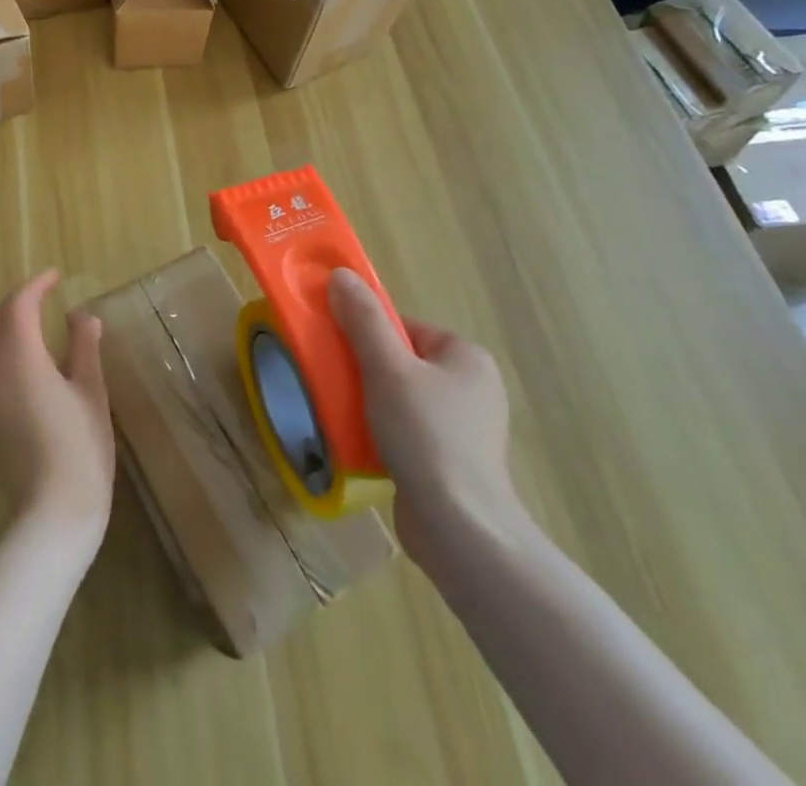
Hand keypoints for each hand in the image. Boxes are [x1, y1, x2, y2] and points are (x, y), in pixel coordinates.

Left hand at [0, 269, 115, 553]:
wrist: (52, 510)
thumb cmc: (80, 447)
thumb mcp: (91, 391)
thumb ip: (83, 347)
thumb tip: (82, 315)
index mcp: (20, 355)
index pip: (19, 303)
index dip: (36, 284)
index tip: (55, 276)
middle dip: (14, 299)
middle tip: (43, 298)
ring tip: (27, 321)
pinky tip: (16, 356)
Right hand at [328, 269, 528, 573]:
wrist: (460, 530)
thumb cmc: (426, 435)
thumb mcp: (387, 368)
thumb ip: (363, 319)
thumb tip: (340, 274)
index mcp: (466, 357)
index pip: (404, 326)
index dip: (367, 331)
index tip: (337, 347)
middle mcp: (471, 387)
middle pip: (400, 361)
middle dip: (364, 369)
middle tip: (334, 378)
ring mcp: (464, 429)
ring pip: (400, 397)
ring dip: (368, 402)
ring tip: (340, 411)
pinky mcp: (451, 463)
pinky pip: (406, 432)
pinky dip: (381, 432)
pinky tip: (359, 443)